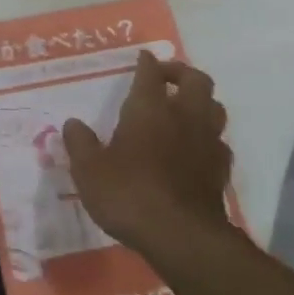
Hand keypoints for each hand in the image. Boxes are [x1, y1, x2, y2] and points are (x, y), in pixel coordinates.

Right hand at [63, 50, 235, 255]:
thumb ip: (80, 144)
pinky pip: (220, 142)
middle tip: (166, 78)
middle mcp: (183, 116)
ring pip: (215, 107)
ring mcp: (207, 143)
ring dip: (201, 102)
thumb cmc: (129, 194)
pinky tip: (196, 149)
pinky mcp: (221, 171)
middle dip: (181, 73)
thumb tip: (73, 124)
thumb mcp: (89, 171)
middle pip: (196, 80)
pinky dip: (209, 138)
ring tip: (184, 109)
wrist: (182, 237)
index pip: (151, 72)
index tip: (143, 57)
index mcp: (149, 108)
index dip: (147, 62)